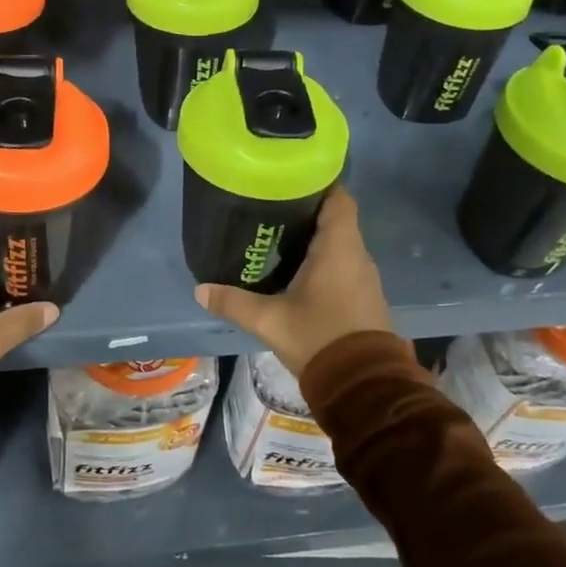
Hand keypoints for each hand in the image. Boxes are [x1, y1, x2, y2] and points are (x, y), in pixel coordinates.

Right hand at [195, 187, 391, 378]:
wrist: (364, 387)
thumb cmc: (318, 338)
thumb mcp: (269, 321)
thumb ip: (233, 302)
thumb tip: (200, 290)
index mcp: (338, 247)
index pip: (338, 198)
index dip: (318, 184)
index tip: (290, 179)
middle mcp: (357, 255)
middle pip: (336, 219)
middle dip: (307, 211)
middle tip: (271, 208)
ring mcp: (365, 278)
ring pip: (341, 244)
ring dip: (316, 239)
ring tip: (279, 237)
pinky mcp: (366, 297)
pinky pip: (345, 265)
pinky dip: (325, 261)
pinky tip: (299, 272)